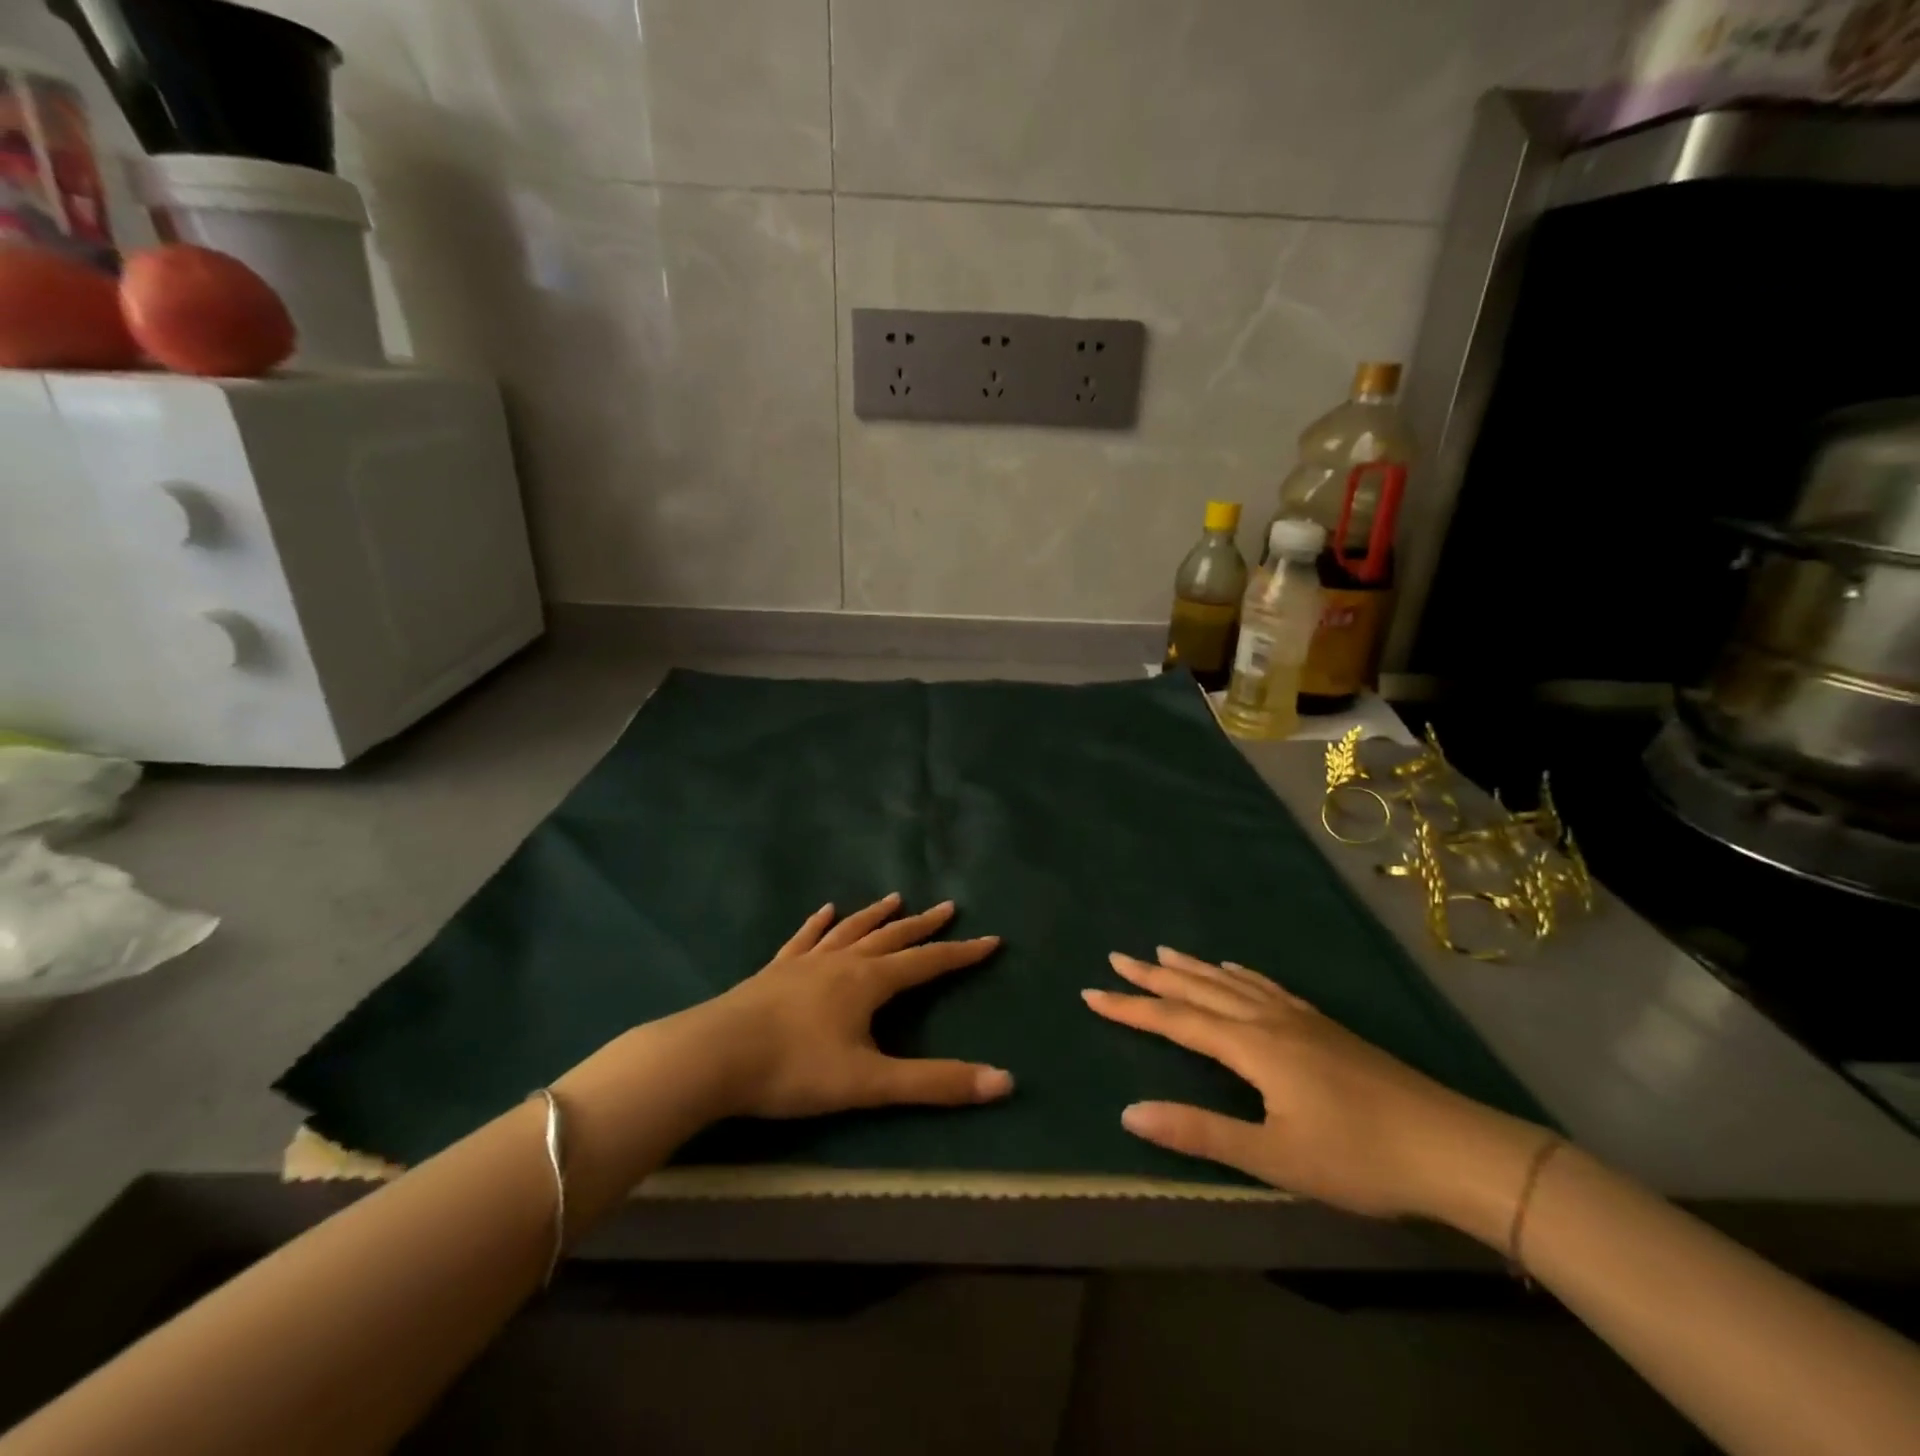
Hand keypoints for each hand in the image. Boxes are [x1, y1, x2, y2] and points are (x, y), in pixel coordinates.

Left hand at [694, 894, 1013, 1119]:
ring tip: (895, 898)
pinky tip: (825, 910)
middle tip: (948, 906)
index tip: (990, 939)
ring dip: (876, 915)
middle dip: (923, 925)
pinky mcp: (775, 971)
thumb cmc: (794, 1070)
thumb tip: (1004, 1082)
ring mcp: (805, 962)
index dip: (961, 953)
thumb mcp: (870, 1083)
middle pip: (891, 937)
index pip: (927, 963)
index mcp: (868, 982)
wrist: (714, 1056)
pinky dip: (819, 923)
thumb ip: (935, 1084)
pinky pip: (804, 939)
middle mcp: (841, 962)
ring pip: (850, 930)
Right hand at [1084, 948, 1546, 1230]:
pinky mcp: (1323, 1026)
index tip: (1090, 992)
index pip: (1175, 1020)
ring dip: (1191, 968)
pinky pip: (1266, 987)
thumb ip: (1200, 1131)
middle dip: (1153, 976)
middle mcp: (1267, 1019)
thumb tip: (1128, 1112)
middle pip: (1198, 990)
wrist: (1452, 1147)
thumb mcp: (1274, 1155)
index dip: (1131, 1008)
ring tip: (1162, 953)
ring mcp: (1298, 1018)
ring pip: (1230, 983)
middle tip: (1116, 957)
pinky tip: (1235, 971)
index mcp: (1251, 1045)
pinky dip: (1238, 974)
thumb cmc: (1359, 1158)